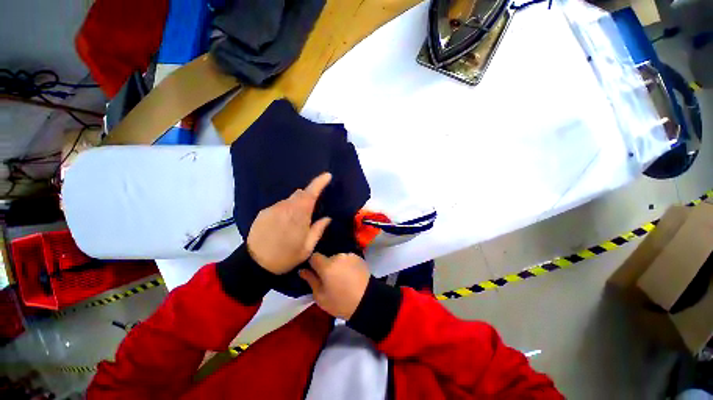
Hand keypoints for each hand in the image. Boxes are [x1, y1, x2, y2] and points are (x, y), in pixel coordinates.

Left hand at [247, 173, 331, 274]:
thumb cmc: (286, 257)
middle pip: (300, 194)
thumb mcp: (307, 248)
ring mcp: (273, 209)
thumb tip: (327, 218)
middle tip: (311, 209)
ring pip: (289, 200)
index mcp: (299, 215)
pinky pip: (279, 206)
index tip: (327, 175)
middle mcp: (286, 207)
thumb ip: (318, 230)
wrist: (255, 264)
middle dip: (308, 197)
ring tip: (295, 222)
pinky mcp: (263, 212)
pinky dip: (285, 210)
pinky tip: (282, 224)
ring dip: (296, 205)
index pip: (311, 193)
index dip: (319, 182)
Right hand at [299, 253, 370, 319]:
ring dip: (337, 264)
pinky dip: (346, 264)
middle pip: (327, 257)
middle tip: (330, 278)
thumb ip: (311, 280)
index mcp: (326, 265)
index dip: (312, 264)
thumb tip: (302, 270)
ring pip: (337, 257)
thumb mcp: (321, 296)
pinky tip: (350, 274)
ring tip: (342, 277)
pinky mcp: (358, 257)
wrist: (367, 301)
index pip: (314, 256)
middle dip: (326, 265)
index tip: (314, 272)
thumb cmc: (341, 302)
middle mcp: (338, 256)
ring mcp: (349, 255)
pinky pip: (347, 258)